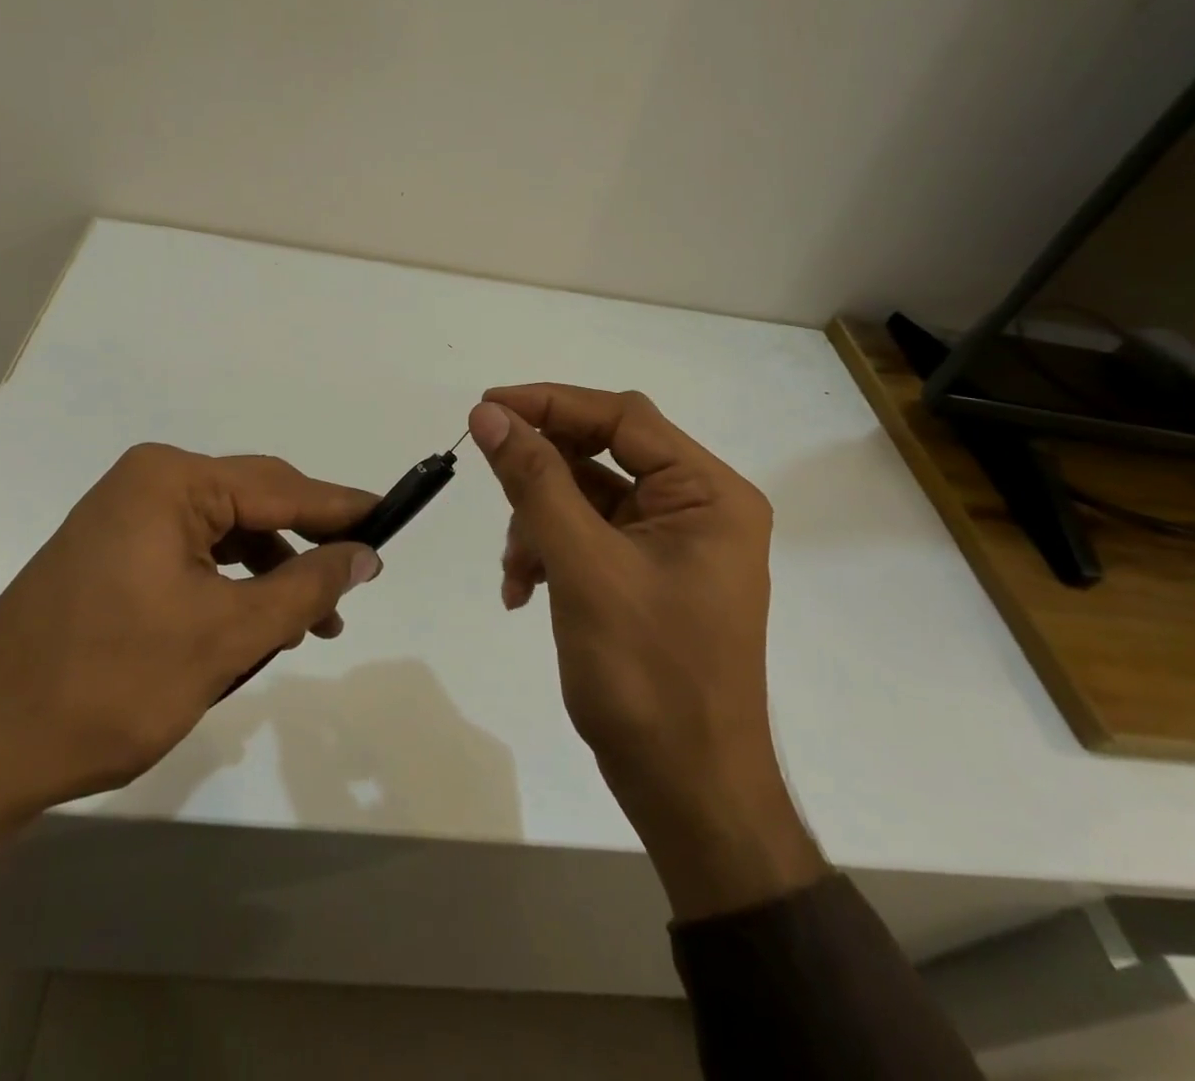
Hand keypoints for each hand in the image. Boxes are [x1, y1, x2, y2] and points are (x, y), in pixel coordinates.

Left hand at [0, 444, 380, 929]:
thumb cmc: (108, 685)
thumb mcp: (225, 637)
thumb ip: (305, 587)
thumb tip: (366, 553)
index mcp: (171, 481)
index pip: (280, 487)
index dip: (341, 508)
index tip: (393, 519)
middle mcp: (146, 484)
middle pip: (253, 504)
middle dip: (305, 548)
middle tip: (354, 586)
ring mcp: (123, 518)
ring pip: (226, 535)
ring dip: (270, 575)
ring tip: (308, 624)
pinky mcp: (112, 555)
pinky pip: (193, 556)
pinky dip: (231, 587)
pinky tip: (253, 625)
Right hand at [468, 385, 825, 919]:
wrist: (687, 792)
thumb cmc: (647, 675)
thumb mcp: (583, 567)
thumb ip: (535, 482)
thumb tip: (489, 415)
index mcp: (707, 493)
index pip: (623, 418)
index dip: (551, 404)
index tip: (487, 408)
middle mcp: (698, 507)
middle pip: (604, 455)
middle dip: (542, 477)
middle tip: (489, 479)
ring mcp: (674, 544)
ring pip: (588, 498)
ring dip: (539, 523)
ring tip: (514, 570)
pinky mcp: (649, 575)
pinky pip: (590, 538)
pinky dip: (551, 553)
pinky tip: (522, 589)